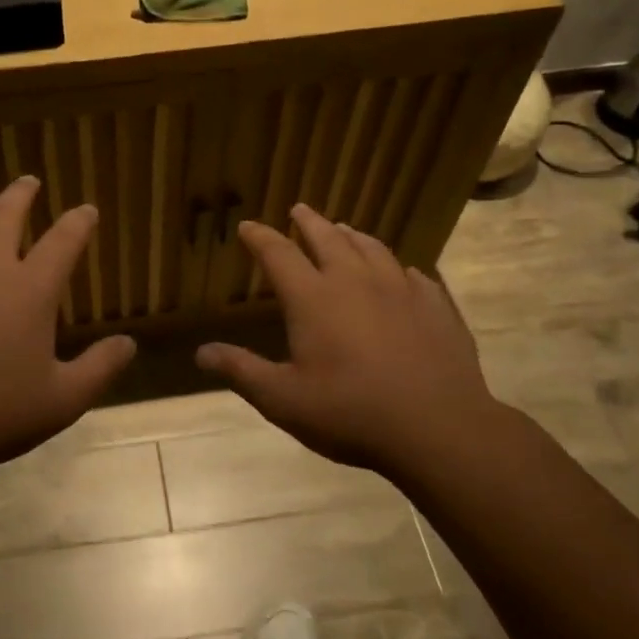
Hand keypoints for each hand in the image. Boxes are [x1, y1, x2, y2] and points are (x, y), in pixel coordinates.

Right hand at [195, 204, 497, 473]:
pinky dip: (398, 267)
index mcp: (312, 297)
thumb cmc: (350, 413)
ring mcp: (399, 289)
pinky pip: (414, 274)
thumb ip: (242, 371)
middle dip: (308, 221)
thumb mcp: (283, 399)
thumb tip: (201, 352)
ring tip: (344, 229)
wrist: (438, 428)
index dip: (260, 237)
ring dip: (352, 235)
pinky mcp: (435, 305)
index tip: (248, 226)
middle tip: (299, 210)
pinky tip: (402, 274)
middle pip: (327, 237)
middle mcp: (354, 280)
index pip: (278, 253)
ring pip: (371, 248)